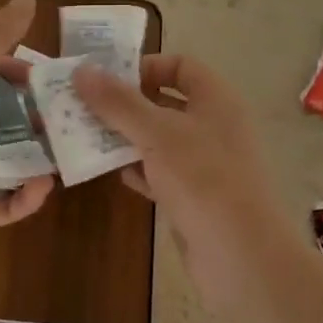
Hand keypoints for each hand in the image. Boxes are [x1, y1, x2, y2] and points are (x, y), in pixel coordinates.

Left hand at [0, 0, 53, 272]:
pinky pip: (4, 203)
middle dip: (39, 120)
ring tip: (67, 155)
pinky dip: (23, 197)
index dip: (22, 76)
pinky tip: (40, 188)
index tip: (56, 81)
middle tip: (75, 121)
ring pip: (9, 162)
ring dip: (37, 158)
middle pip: (5, 121)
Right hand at [74, 54, 297, 303]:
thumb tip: (81, 71)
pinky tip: (112, 173)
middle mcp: (214, 126)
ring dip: (126, 138)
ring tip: (86, 137)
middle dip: (125, 105)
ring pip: (160, 140)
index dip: (145, 67)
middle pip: (165, 102)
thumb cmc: (203, 179)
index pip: (180, 66)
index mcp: (216, 100)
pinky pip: (161, 173)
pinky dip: (138, 170)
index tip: (107, 80)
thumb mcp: (156, 133)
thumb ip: (118, 102)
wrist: (241, 256)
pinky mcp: (195, 196)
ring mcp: (206, 163)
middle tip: (84, 108)